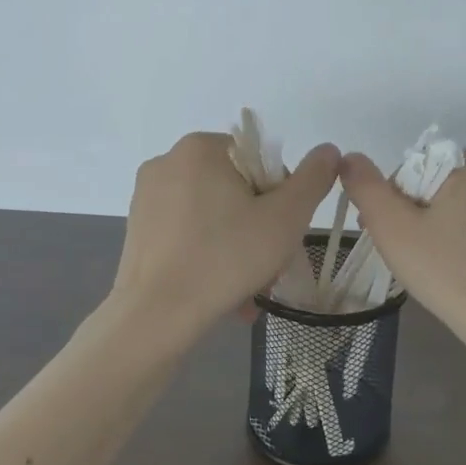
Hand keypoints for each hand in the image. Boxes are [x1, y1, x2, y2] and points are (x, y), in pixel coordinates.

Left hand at [113, 132, 341, 332]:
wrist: (155, 317)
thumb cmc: (226, 258)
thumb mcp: (286, 218)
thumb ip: (313, 179)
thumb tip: (328, 150)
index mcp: (201, 148)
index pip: (260, 161)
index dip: (281, 197)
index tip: (282, 234)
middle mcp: (168, 162)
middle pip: (236, 189)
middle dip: (259, 228)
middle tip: (270, 267)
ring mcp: (147, 197)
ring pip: (213, 215)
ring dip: (238, 247)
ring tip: (249, 290)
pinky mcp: (137, 229)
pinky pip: (187, 234)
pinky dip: (209, 255)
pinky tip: (222, 293)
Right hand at [338, 147, 465, 336]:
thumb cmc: (448, 271)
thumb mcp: (392, 229)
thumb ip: (366, 187)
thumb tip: (350, 157)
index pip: (419, 171)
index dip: (397, 202)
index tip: (393, 236)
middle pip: (451, 191)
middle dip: (429, 216)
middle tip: (416, 257)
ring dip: (462, 233)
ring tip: (450, 273)